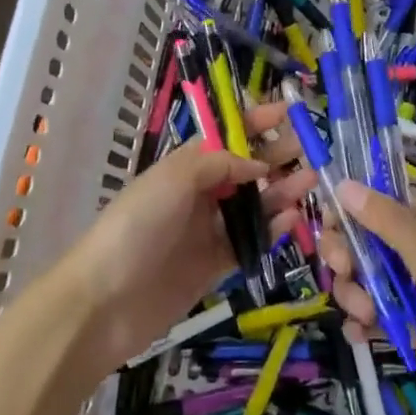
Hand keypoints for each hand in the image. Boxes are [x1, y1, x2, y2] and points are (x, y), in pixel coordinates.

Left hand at [50, 103, 317, 373]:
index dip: (254, 122)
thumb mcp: (174, 179)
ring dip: (280, 192)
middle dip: (275, 155)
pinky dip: (271, 230)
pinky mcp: (214, 266)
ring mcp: (206, 230)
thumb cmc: (136, 226)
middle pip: (244, 169)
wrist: (104, 301)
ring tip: (311, 182)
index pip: (225, 136)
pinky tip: (292, 220)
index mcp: (184, 166)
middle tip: (309, 149)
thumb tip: (257, 166)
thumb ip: (219, 164)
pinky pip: (249, 242)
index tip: (286, 113)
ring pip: (252, 205)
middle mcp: (197, 194)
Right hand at [318, 181, 415, 414]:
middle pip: (365, 241)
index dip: (348, 210)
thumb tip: (344, 183)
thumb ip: (389, 225)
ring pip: (368, 280)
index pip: (377, 201)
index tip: (328, 229)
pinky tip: (360, 335)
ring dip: (355, 293)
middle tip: (346, 275)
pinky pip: (380, 316)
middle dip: (347, 257)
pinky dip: (365, 323)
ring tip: (366, 316)